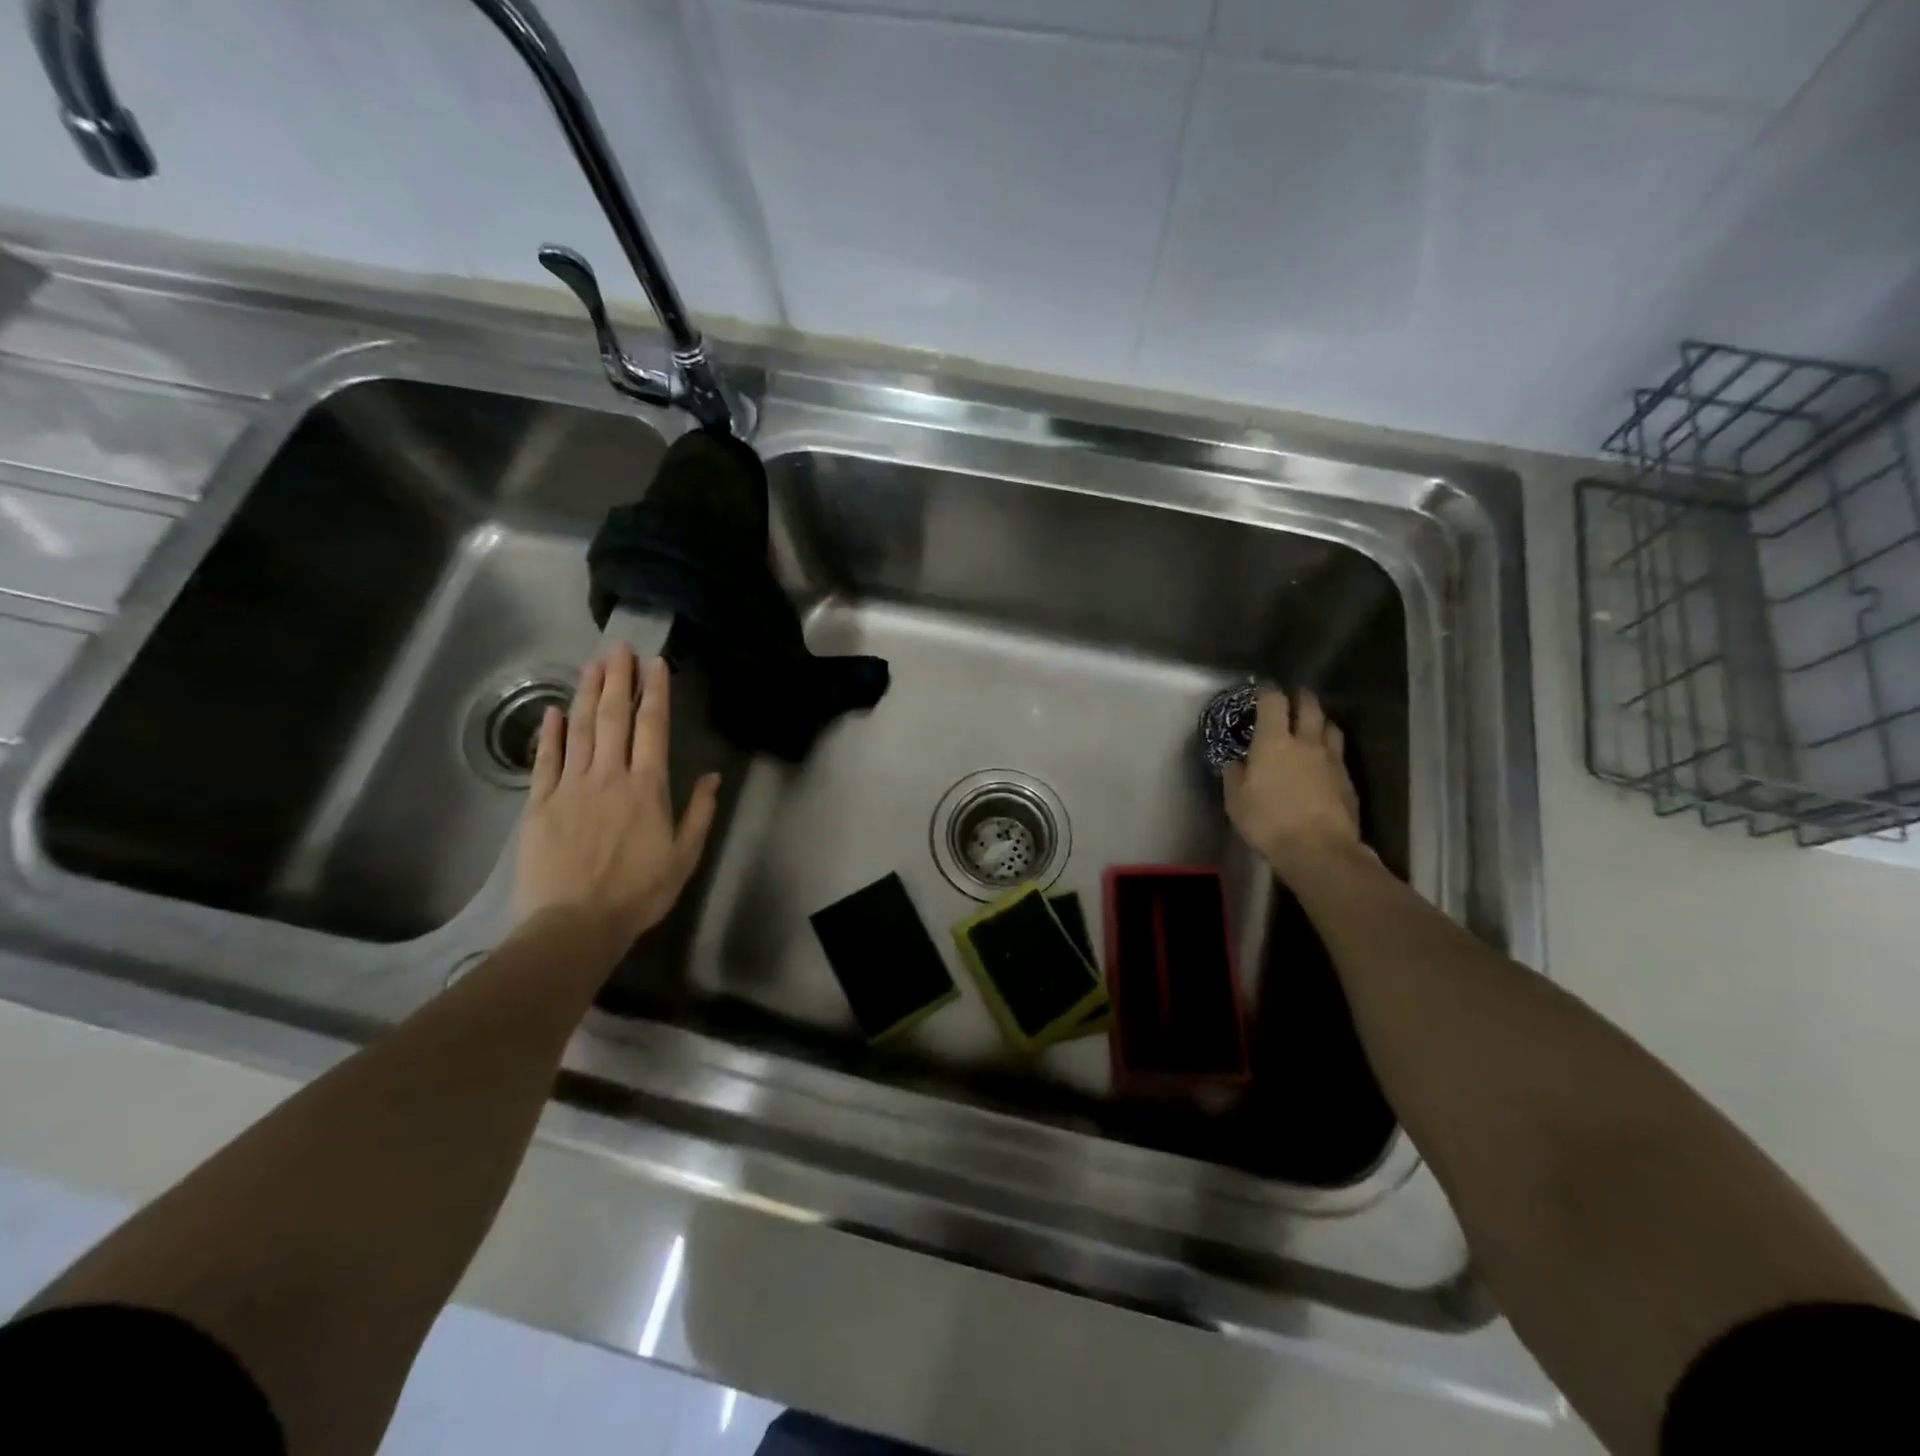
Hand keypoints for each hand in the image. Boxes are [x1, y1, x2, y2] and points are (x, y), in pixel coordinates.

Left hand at [514, 644, 720, 952]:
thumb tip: (712, 777)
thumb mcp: (684, 857)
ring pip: (580, 730)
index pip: (652, 728)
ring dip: (588, 694)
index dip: (655, 693)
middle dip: (619, 680)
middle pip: (614, 718)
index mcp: (647, 788)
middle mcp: (609, 776)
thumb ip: (699, 813)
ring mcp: (570, 787)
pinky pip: (546, 760)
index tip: (656, 664)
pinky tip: (555, 710)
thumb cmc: (639, 892)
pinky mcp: (539, 804)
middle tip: (620, 648)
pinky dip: (551, 733)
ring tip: (593, 664)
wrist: (575, 924)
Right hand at [1222, 688, 1364, 879]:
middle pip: (1309, 707)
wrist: (1319, 849)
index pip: (1274, 702)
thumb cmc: (1268, 822)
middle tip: (1294, 696)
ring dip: (1321, 720)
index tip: (1263, 689)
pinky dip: (1330, 749)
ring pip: (1330, 727)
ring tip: (1314, 723)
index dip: (1268, 691)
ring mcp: (1331, 760)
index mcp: (1273, 742)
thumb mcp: (1236, 801)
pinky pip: (1338, 754)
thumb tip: (1235, 762)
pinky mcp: (1348, 780)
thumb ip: (1235, 776)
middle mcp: (1305, 743)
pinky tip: (1324, 759)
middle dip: (1301, 697)